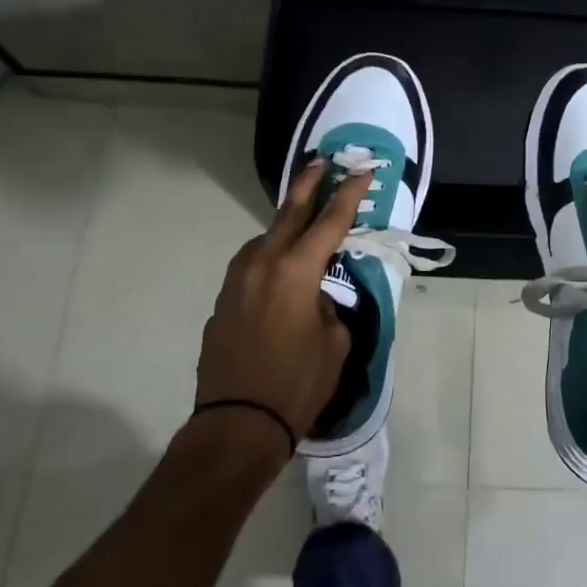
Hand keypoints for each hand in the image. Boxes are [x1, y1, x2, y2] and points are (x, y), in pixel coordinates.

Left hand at [195, 159, 371, 455]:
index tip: (363, 171)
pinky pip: (251, 267)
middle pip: (289, 212)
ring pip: (265, 239)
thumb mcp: (335, 344)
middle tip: (322, 161)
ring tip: (302, 219)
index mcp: (296, 271)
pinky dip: (269, 258)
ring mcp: (236, 281)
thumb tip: (319, 297)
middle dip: (309, 184)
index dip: (350, 194)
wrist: (236, 425)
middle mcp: (263, 264)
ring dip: (285, 225)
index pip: (330, 221)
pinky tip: (279, 271)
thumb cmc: (297, 384)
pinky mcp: (222, 302)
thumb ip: (331, 307)